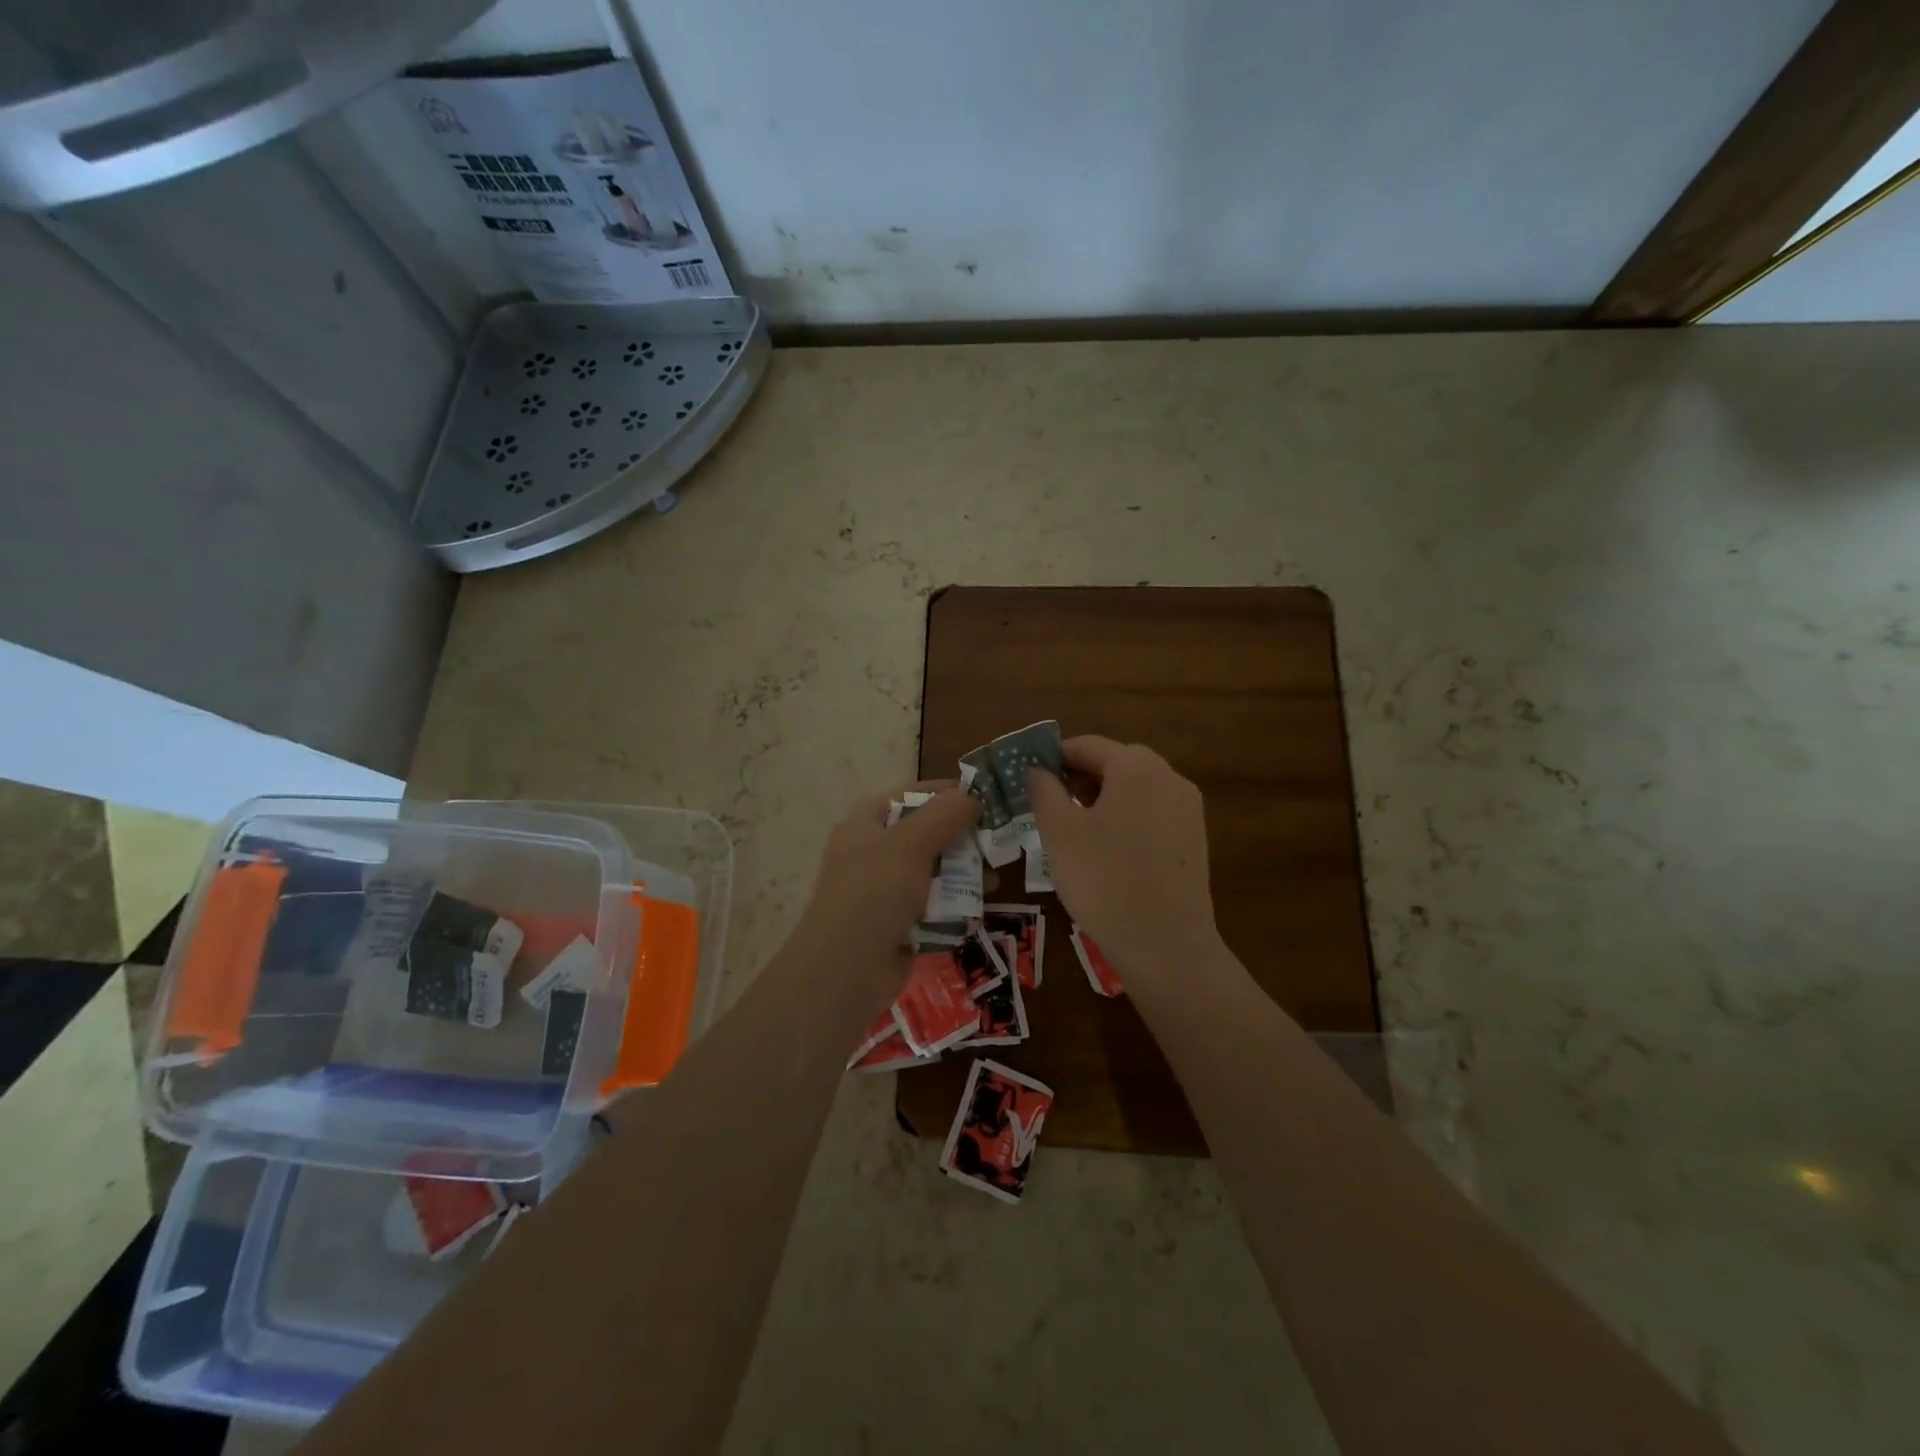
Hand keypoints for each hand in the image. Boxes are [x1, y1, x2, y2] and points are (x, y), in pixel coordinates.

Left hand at [787, 781, 979, 983]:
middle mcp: (873, 852)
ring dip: (963, 871)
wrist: (844, 973)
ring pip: (933, 870)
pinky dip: (953, 902)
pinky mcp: (898, 924)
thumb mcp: (910, 844)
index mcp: (866, 824)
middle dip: (962, 836)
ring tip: (994, 878)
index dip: (947, 792)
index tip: (986, 796)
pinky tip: (977, 906)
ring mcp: (884, 891)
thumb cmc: (874, 895)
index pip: (911, 795)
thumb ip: (945, 814)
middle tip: (998, 840)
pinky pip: (932, 904)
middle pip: (925, 833)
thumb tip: (973, 794)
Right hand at [1028, 736, 1219, 991]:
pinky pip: (1151, 812)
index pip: (1085, 745)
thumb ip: (1044, 790)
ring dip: (1100, 798)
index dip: (1052, 758)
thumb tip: (1037, 769)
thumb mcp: (1060, 832)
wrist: (1165, 945)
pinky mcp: (1194, 837)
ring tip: (1072, 830)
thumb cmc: (1104, 881)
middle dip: (1077, 778)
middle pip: (1113, 763)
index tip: (1027, 779)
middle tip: (1046, 806)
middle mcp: (1169, 776)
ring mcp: (1187, 807)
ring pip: (1133, 789)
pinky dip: (1124, 818)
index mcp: (1136, 765)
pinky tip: (1106, 850)